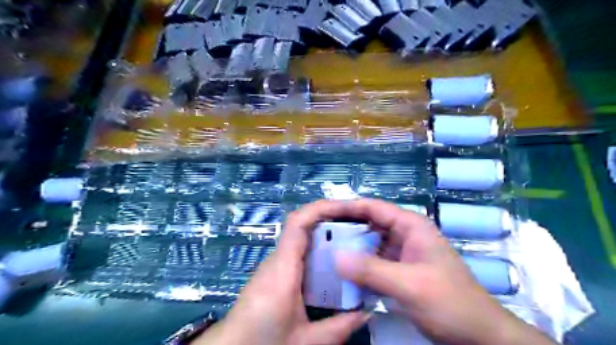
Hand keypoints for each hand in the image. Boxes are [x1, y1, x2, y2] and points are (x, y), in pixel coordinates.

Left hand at [195, 199, 369, 344]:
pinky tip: (334, 262)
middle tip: (360, 225)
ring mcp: (275, 264)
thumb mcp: (305, 341)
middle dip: (332, 219)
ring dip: (326, 233)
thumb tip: (367, 312)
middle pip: (303, 225)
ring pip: (302, 237)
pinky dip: (318, 248)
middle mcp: (278, 259)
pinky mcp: (274, 272)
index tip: (349, 208)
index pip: (299, 222)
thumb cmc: (261, 341)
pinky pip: (299, 251)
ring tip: (353, 239)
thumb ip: (339, 328)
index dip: (323, 208)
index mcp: (284, 268)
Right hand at [335, 198, 555, 343]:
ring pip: (369, 244)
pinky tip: (340, 272)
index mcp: (410, 226)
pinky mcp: (398, 271)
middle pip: (368, 224)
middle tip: (317, 234)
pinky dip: (358, 266)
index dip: (347, 207)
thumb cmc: (450, 302)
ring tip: (322, 251)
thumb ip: (371, 270)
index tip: (322, 213)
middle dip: (344, 228)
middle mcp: (404, 234)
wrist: (478, 334)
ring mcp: (401, 253)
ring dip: (349, 248)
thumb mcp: (409, 284)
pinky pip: (373, 263)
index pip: (373, 207)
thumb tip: (335, 256)